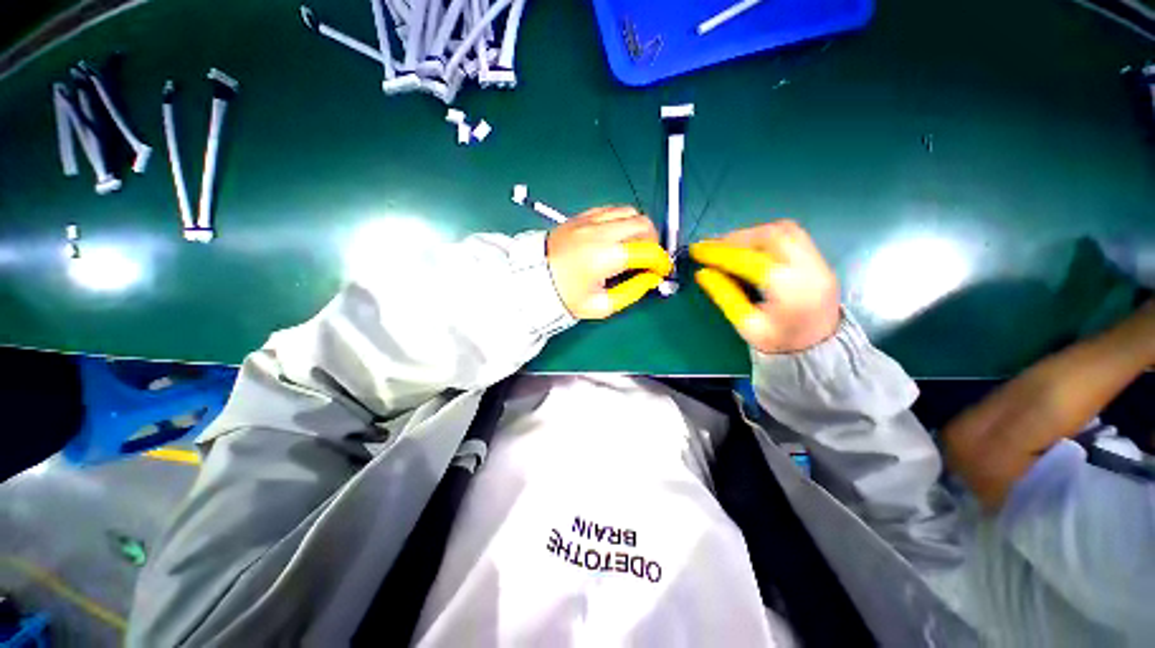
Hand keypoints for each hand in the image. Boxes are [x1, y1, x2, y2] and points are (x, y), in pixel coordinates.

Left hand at [547, 206, 672, 319]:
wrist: (532, 280)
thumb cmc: (565, 297)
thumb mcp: (601, 306)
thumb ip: (632, 292)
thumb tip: (651, 279)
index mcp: (605, 257)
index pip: (648, 250)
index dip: (661, 262)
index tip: (661, 271)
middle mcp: (600, 232)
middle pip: (643, 224)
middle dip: (654, 242)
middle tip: (648, 259)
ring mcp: (590, 220)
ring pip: (630, 212)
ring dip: (639, 228)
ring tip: (634, 247)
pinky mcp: (582, 216)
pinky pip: (612, 209)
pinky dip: (623, 220)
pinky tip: (617, 236)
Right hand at [690, 220, 839, 353]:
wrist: (820, 349)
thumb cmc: (779, 342)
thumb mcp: (746, 324)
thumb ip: (725, 296)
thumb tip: (702, 273)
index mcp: (789, 290)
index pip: (749, 260)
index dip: (720, 253)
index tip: (698, 250)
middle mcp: (809, 269)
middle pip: (770, 236)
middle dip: (736, 238)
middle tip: (712, 246)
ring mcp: (819, 261)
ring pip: (783, 229)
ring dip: (751, 233)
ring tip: (729, 244)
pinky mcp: (820, 259)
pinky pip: (792, 234)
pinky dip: (766, 234)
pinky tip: (751, 245)